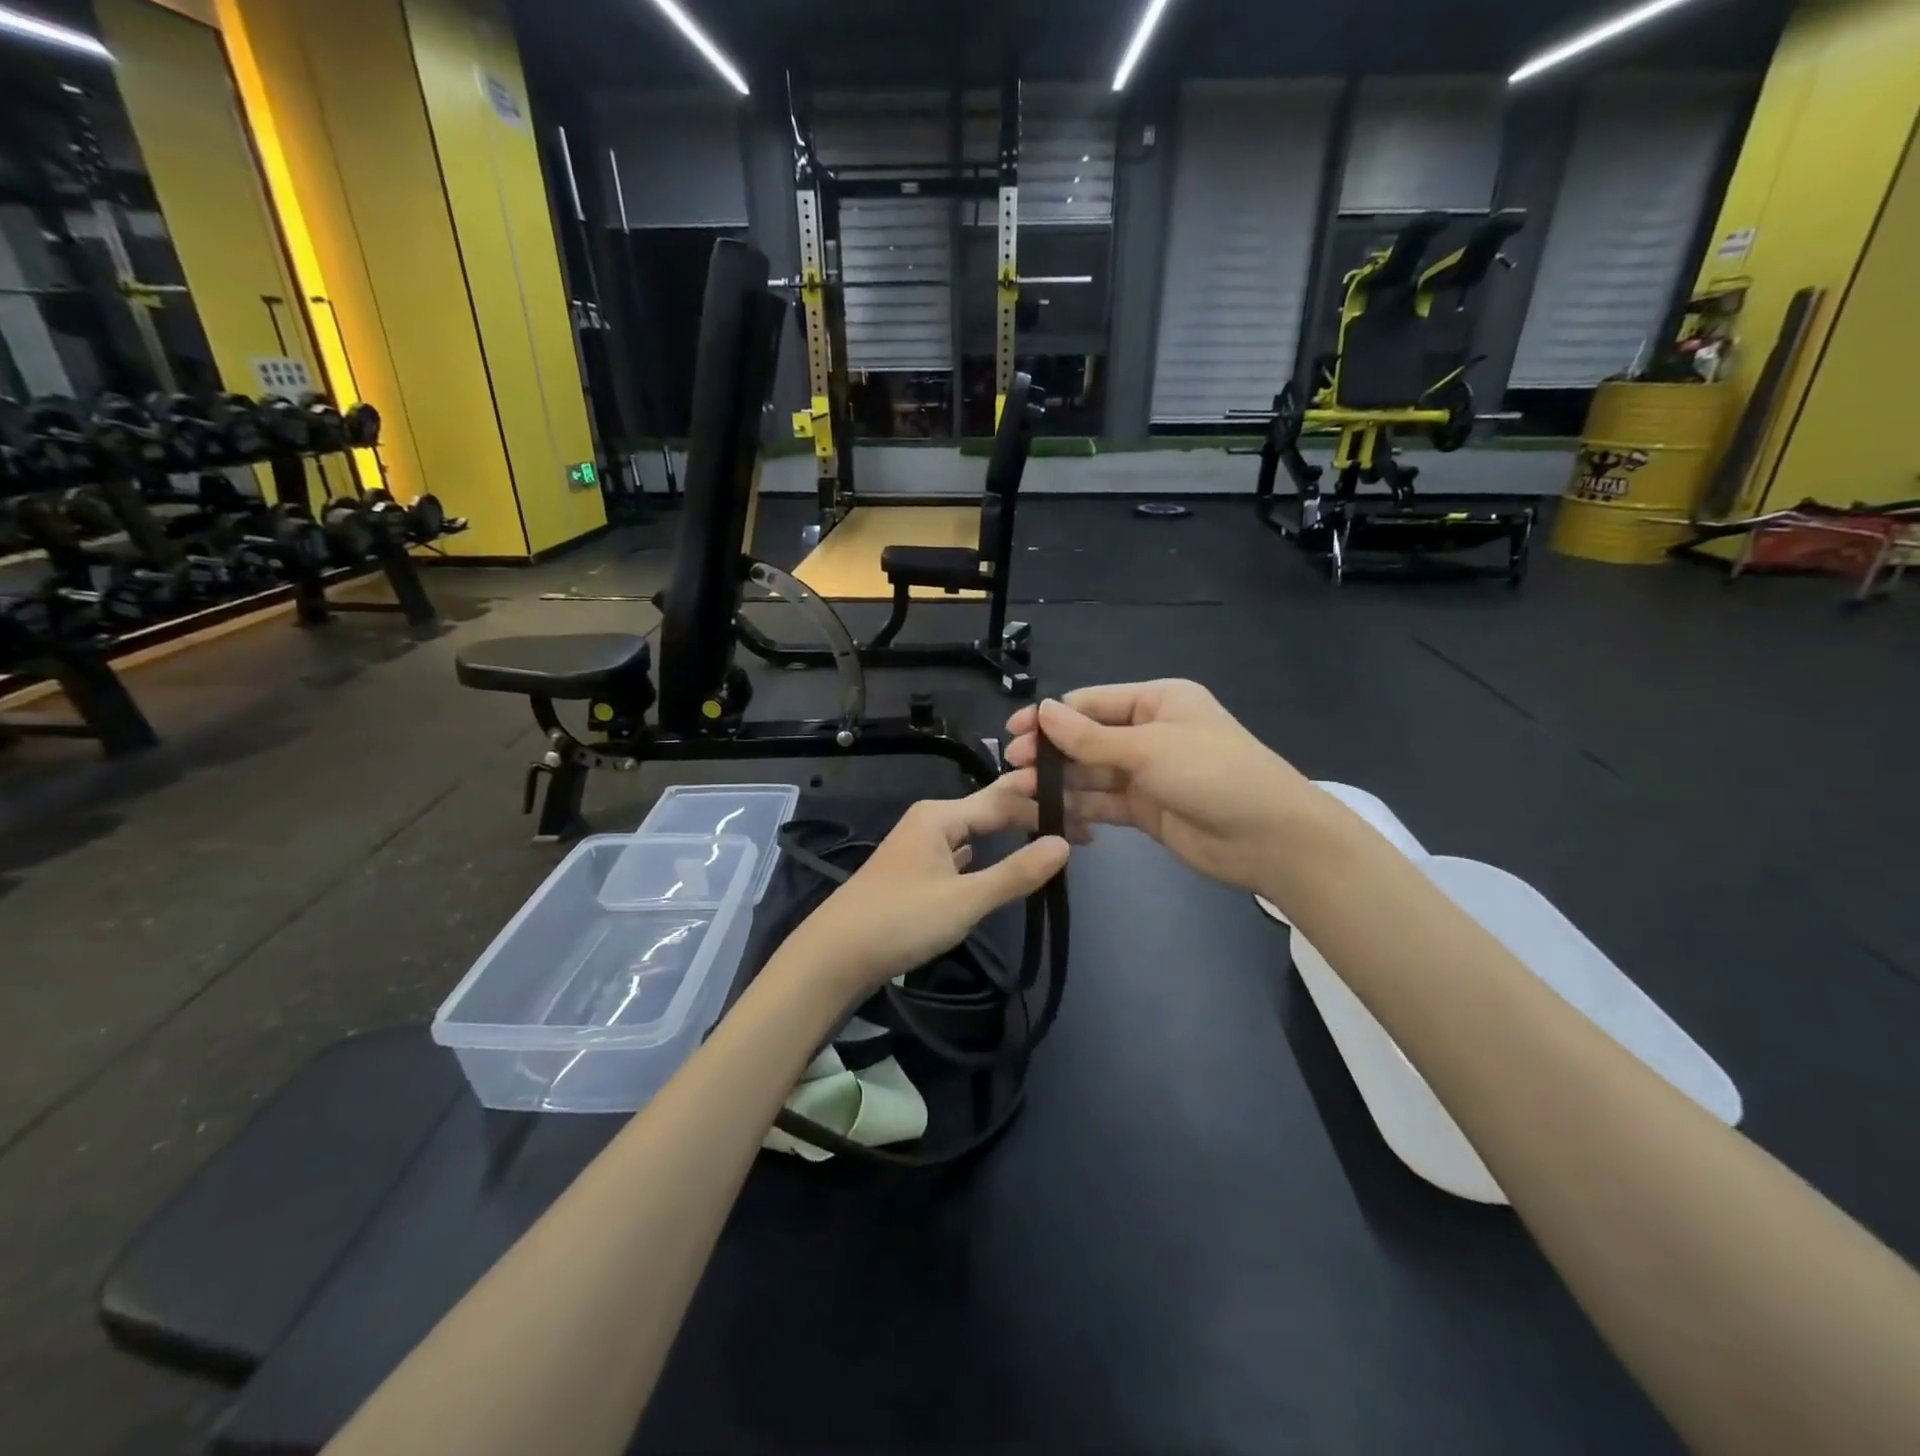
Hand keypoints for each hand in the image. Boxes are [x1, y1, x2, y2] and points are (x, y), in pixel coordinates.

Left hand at [777, 779, 1069, 997]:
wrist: (835, 955)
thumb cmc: (901, 920)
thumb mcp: (965, 900)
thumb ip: (1016, 873)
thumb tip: (1064, 844)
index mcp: (940, 815)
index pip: (1004, 800)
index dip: (1044, 806)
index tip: (1085, 815)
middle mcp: (930, 820)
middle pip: (990, 811)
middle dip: (1031, 819)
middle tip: (1080, 831)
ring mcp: (920, 845)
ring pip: (975, 832)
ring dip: (1010, 836)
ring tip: (1049, 840)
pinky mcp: (915, 871)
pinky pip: (961, 852)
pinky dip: (986, 855)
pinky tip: (999, 861)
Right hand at [1004, 681, 1314, 892]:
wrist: (1270, 839)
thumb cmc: (1212, 774)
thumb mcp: (1149, 748)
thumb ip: (1091, 737)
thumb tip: (1042, 711)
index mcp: (1157, 701)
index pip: (1091, 703)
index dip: (1051, 717)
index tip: (1013, 733)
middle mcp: (1149, 732)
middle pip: (1087, 739)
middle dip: (1052, 752)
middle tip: (1014, 767)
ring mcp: (1147, 773)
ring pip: (1092, 774)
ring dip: (1060, 782)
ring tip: (1023, 793)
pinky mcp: (1146, 809)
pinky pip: (1103, 803)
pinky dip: (1079, 808)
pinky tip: (1051, 815)